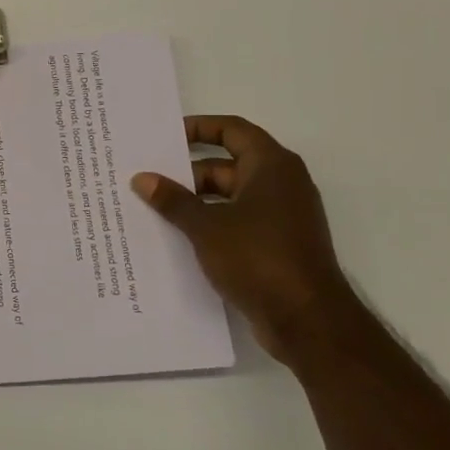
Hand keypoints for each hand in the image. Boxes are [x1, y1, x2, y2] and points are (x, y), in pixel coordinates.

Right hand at [132, 116, 350, 364]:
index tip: (164, 136)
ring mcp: (282, 216)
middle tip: (148, 178)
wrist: (307, 321)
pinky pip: (238, 222)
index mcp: (271, 166)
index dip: (198, 128)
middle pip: (228, 164)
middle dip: (187, 172)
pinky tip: (178, 236)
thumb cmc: (258, 258)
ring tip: (154, 208)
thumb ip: (173, 200)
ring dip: (196, 201)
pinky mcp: (278, 245)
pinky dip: (211, 224)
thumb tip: (141, 178)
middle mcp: (281, 184)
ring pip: (230, 196)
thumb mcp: (206, 227)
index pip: (232, 130)